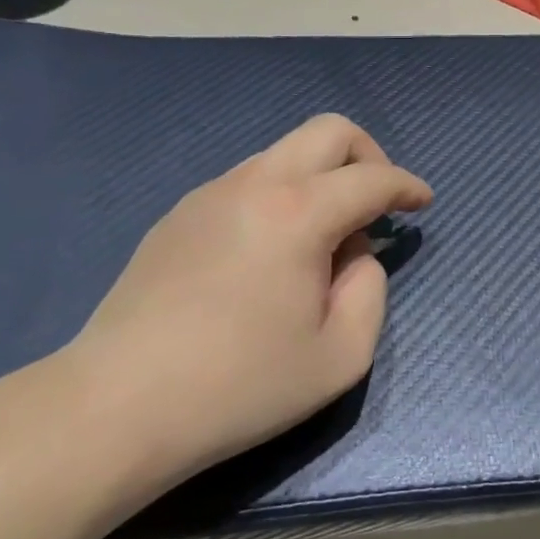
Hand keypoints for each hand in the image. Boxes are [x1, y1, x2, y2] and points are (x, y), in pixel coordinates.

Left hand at [59, 115, 431, 489]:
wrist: (116, 407)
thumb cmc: (240, 386)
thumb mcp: (340, 355)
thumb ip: (370, 290)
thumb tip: (355, 254)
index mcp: (299, 212)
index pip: (372, 178)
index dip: (407, 186)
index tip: (423, 203)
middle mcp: (256, 183)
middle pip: (328, 131)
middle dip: (368, 155)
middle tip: (378, 202)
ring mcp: (210, 193)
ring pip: (285, 152)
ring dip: (321, 177)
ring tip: (323, 239)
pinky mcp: (179, 215)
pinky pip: (249, 181)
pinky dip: (281, 195)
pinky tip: (271, 252)